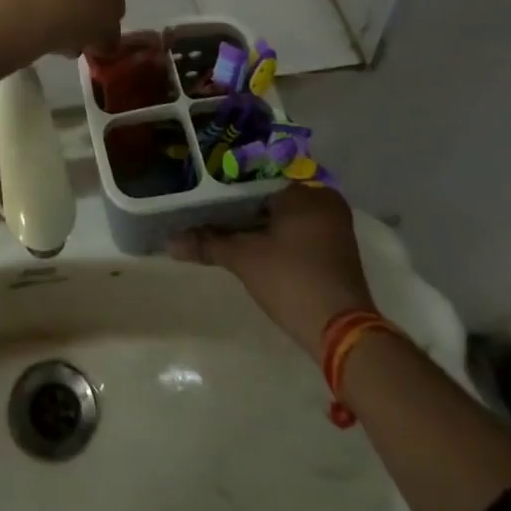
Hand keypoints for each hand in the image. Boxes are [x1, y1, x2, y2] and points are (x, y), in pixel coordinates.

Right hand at [171, 187, 374, 356]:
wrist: (340, 333)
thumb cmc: (291, 279)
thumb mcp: (244, 258)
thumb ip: (207, 244)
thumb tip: (170, 242)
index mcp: (306, 191)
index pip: (257, 177)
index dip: (227, 185)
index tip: (204, 192)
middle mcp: (324, 201)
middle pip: (271, 196)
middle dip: (241, 205)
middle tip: (208, 209)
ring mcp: (334, 227)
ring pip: (284, 215)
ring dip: (257, 222)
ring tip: (221, 226)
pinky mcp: (335, 251)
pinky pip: (297, 231)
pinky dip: (274, 235)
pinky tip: (248, 244)